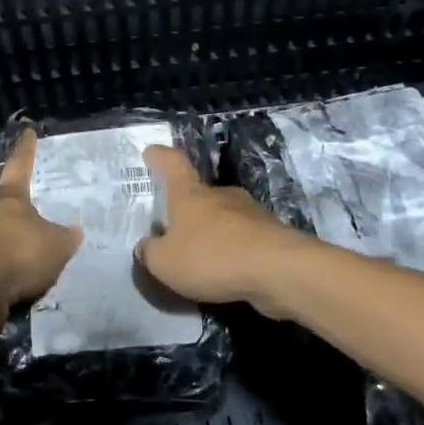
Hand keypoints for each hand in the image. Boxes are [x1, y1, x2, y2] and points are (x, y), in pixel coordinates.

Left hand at [0, 130, 80, 319]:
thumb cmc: (17, 253)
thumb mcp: (56, 245)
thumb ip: (66, 237)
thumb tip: (74, 231)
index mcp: (9, 196)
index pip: (20, 165)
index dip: (26, 149)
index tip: (27, 132)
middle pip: (2, 204)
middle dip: (16, 210)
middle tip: (34, 214)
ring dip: (8, 245)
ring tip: (28, 259)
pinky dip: (0, 272)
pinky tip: (14, 284)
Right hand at [135, 145, 313, 317]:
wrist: (277, 270)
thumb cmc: (211, 256)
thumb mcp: (165, 262)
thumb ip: (151, 253)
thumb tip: (146, 246)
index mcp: (190, 194)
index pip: (173, 164)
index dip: (161, 157)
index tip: (152, 152)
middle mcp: (220, 195)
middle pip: (200, 194)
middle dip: (187, 210)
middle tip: (174, 229)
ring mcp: (250, 212)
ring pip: (223, 218)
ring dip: (212, 233)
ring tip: (200, 258)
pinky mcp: (270, 234)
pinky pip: (243, 240)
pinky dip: (232, 252)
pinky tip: (226, 273)